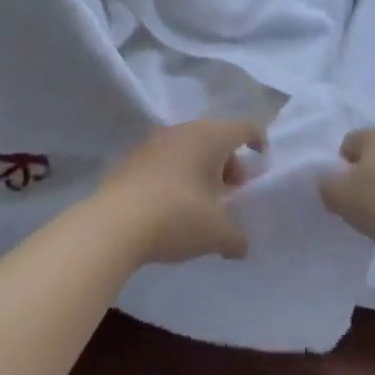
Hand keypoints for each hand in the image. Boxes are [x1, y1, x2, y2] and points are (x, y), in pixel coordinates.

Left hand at [93, 119, 263, 266]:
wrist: (112, 226)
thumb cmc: (177, 217)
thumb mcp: (216, 234)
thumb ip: (236, 238)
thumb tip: (241, 246)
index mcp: (210, 137)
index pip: (244, 127)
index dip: (258, 141)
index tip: (262, 160)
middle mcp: (182, 131)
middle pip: (215, 138)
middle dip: (228, 163)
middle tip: (231, 192)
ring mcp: (152, 143)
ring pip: (187, 148)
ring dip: (199, 169)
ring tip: (201, 202)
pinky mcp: (129, 160)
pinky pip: (163, 161)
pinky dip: (174, 175)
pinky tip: (171, 206)